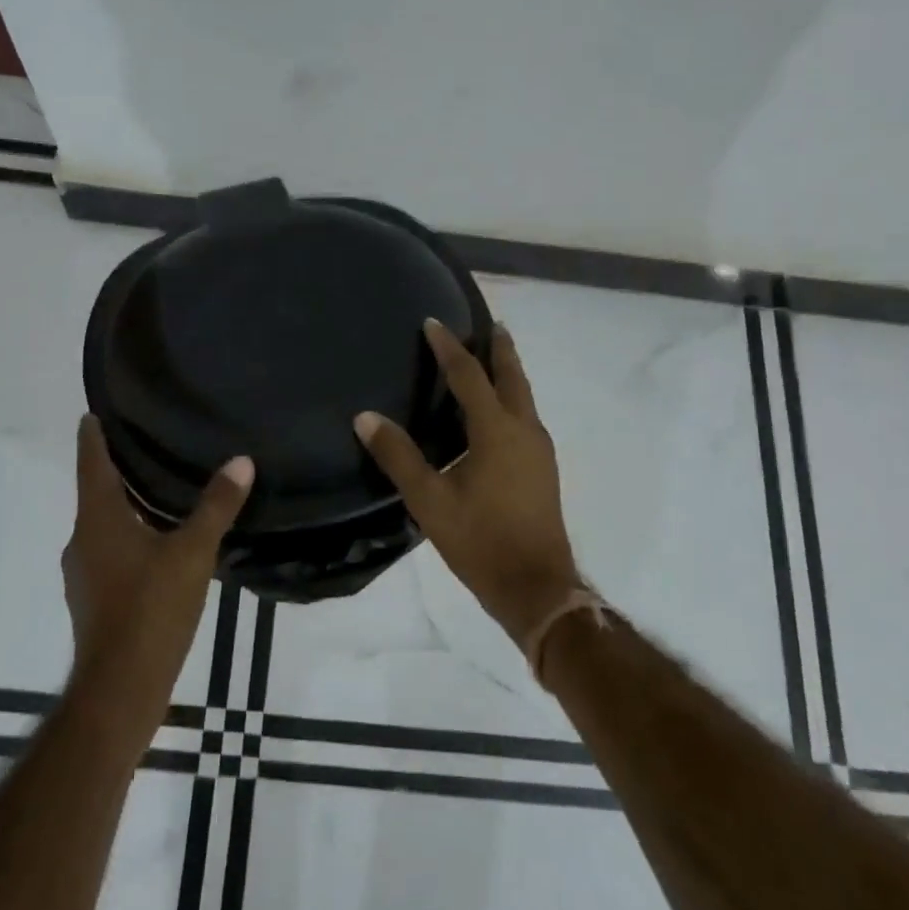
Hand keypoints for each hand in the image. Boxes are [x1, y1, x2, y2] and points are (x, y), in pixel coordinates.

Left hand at [62, 416, 252, 713]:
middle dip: (114, 470)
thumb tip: (241, 461)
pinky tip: (155, 545)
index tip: (92, 414)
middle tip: (142, 446)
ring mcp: (83, 574)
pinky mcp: (92, 600)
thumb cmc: (151, 609)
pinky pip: (108, 553)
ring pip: (102, 526)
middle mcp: (83, 540)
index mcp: (99, 519)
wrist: (119, 690)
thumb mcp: (193, 553)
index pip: (91, 464)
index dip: (93, 437)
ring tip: (154, 491)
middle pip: (95, 494)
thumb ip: (216, 507)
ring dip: (122, 506)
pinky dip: (127, 538)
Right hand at [355, 320, 581, 643]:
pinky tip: (498, 412)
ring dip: (508, 372)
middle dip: (499, 348)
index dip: (449, 347)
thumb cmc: (481, 541)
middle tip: (489, 323)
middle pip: (512, 376)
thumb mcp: (430, 500)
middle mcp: (524, 430)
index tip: (433, 322)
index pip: (469, 376)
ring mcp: (539, 449)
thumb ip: (398, 456)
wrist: (538, 587)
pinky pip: (526, 416)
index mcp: (496, 431)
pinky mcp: (543, 468)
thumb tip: (365, 417)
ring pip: (524, 396)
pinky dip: (512, 398)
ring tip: (493, 357)